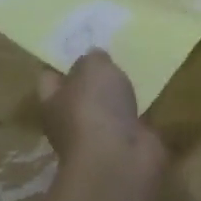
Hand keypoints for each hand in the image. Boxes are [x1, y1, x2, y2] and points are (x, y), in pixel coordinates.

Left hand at [36, 50, 166, 183]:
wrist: (120, 158)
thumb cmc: (94, 108)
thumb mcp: (92, 68)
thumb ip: (92, 58)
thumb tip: (94, 57)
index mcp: (52, 102)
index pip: (49, 77)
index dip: (61, 61)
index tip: (79, 43)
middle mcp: (71, 121)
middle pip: (80, 94)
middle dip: (94, 77)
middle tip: (112, 52)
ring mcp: (101, 135)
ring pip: (107, 108)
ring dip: (119, 94)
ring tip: (134, 68)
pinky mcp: (127, 144)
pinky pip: (132, 120)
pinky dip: (140, 109)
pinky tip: (151, 92)